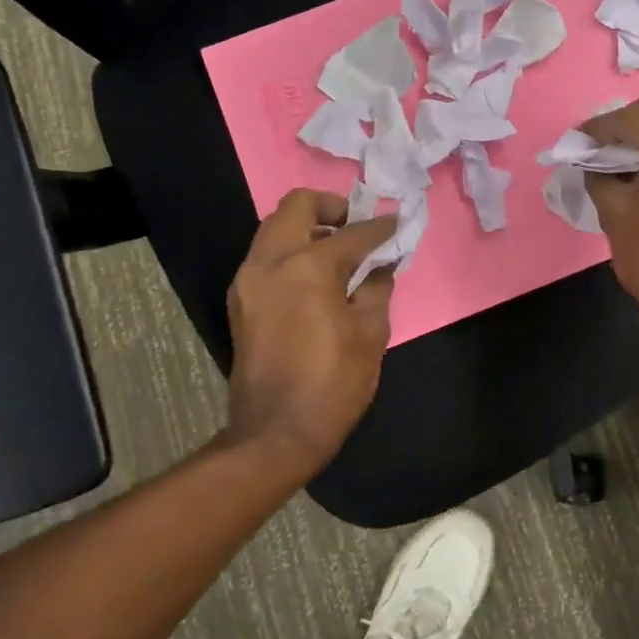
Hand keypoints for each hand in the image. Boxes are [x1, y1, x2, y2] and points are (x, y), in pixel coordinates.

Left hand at [220, 190, 398, 476]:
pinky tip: (316, 276)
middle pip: (297, 206)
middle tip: (357, 227)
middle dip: (331, 207)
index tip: (397, 225)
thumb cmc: (335, 382)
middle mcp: (271, 261)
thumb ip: (377, 287)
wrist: (277, 432)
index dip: (381, 227)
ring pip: (275, 228)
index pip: (353, 232)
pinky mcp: (240, 300)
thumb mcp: (371, 332)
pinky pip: (265, 256)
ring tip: (339, 251)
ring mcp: (248, 280)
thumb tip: (380, 265)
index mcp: (309, 266)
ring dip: (307, 227)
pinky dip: (291, 251)